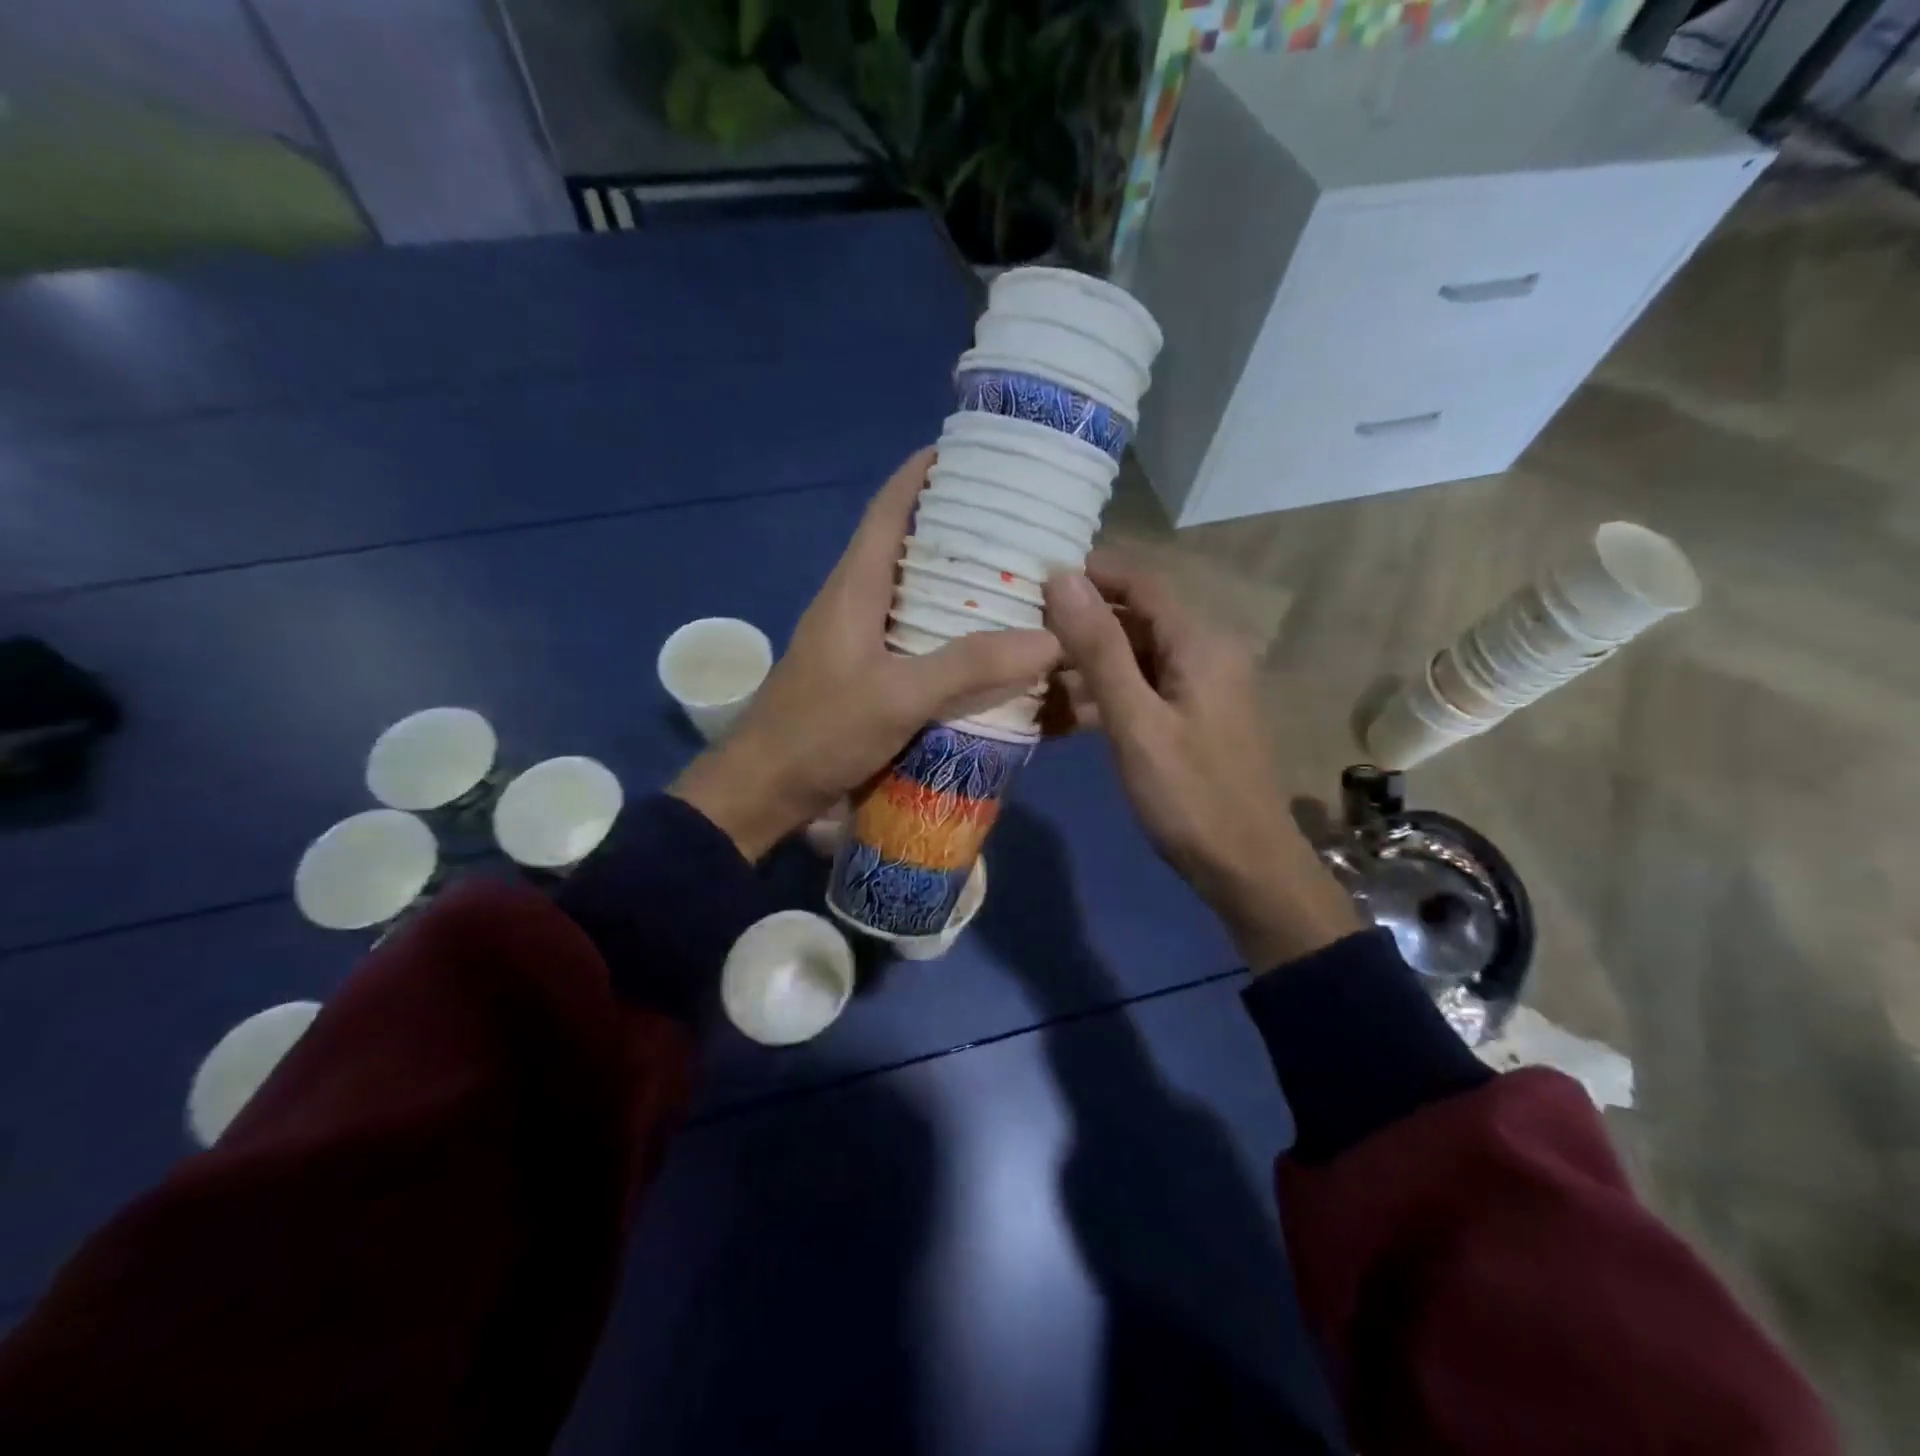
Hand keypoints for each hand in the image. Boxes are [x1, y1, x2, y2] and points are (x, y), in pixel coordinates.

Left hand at [672, 448, 1060, 860]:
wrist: (763, 790)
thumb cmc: (819, 731)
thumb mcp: (897, 697)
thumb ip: (969, 667)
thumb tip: (1049, 638)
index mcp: (855, 586)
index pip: (888, 509)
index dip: (922, 474)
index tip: (969, 452)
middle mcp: (855, 601)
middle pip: (906, 546)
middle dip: (956, 528)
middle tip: (1017, 524)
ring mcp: (857, 640)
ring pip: (912, 593)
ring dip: (955, 582)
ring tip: (1014, 579)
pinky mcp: (863, 674)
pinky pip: (913, 635)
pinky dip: (948, 630)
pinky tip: (984, 644)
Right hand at [1042, 553, 1360, 968]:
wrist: (1245, 869)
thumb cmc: (1190, 795)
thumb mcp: (1136, 721)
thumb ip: (1098, 648)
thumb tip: (1063, 577)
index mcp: (1200, 642)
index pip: (1140, 581)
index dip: (1089, 574)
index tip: (1032, 581)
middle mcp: (1205, 653)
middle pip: (1134, 619)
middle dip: (1079, 624)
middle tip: (1020, 634)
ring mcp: (1198, 688)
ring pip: (1132, 658)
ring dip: (1084, 665)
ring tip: (1027, 677)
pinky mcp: (1189, 719)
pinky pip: (1140, 691)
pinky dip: (1102, 697)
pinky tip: (1057, 714)